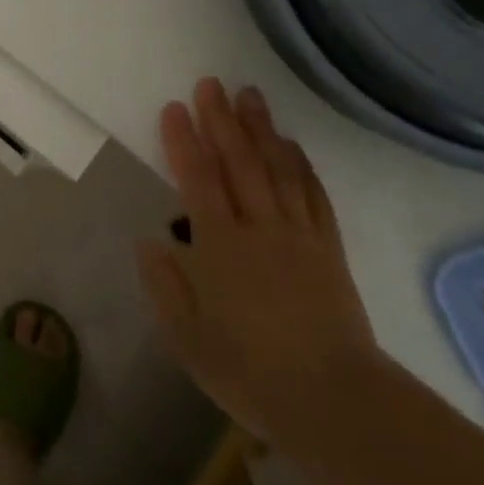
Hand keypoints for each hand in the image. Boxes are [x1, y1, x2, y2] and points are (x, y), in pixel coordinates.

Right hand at [136, 79, 377, 435]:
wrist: (336, 401)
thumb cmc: (251, 373)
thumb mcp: (188, 340)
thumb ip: (165, 287)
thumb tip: (148, 242)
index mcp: (221, 247)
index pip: (198, 180)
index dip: (184, 141)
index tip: (175, 107)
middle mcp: (259, 228)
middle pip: (239, 163)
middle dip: (221, 120)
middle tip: (210, 83)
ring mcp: (299, 235)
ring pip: (277, 169)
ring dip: (261, 129)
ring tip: (249, 95)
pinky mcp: (329, 249)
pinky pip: (313, 196)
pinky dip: (302, 166)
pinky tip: (292, 145)